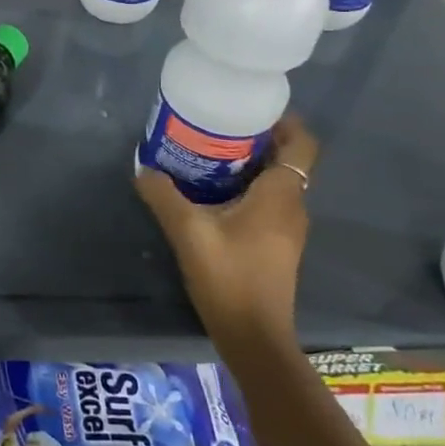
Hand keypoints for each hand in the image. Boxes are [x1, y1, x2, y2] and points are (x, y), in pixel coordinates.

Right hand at [134, 114, 319, 354]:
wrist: (253, 336)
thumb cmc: (228, 276)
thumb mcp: (187, 231)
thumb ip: (163, 195)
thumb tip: (142, 168)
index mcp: (281, 195)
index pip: (302, 144)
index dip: (285, 122)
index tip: (251, 109)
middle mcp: (292, 207)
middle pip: (286, 160)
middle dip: (256, 139)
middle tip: (218, 127)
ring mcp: (287, 229)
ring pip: (276, 182)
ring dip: (249, 165)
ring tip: (209, 155)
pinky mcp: (276, 246)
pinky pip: (268, 202)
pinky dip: (246, 188)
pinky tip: (212, 193)